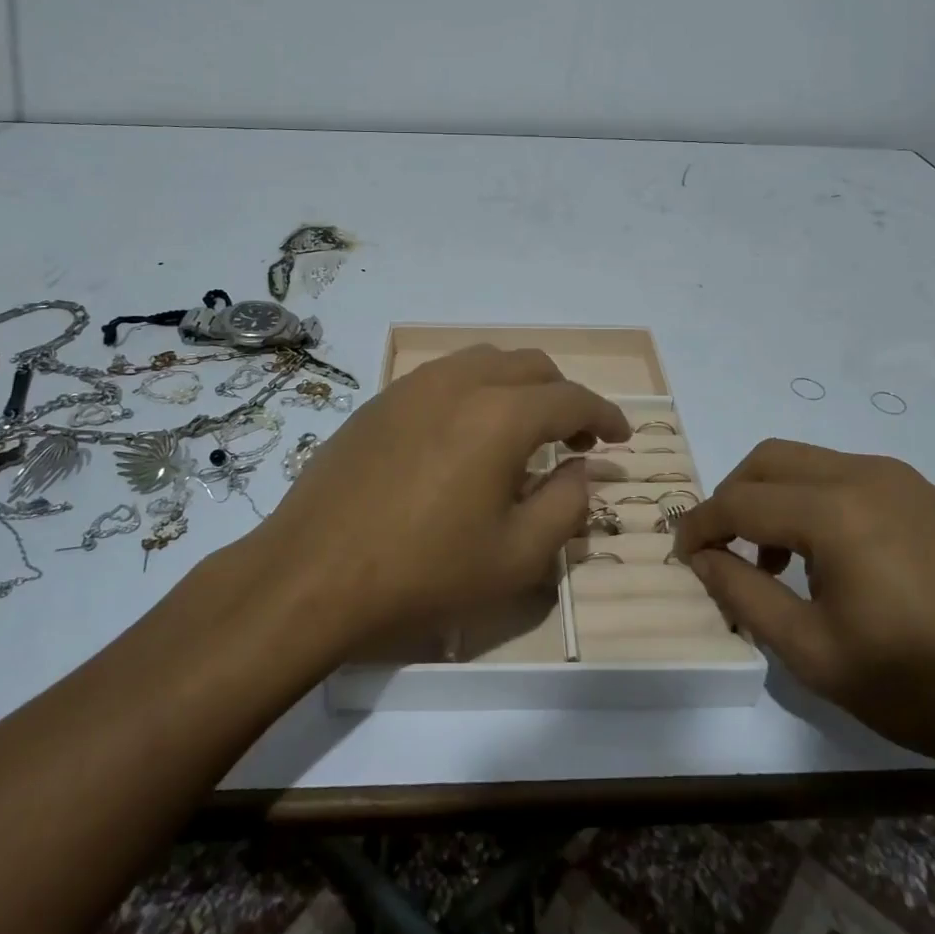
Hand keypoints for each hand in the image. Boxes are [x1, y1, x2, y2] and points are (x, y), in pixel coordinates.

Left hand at [250, 346, 628, 651]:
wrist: (314, 572)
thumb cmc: (424, 571)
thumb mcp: (516, 556)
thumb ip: (566, 505)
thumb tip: (581, 471)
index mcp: (502, 414)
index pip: (572, 398)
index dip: (604, 415)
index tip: (620, 437)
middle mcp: (461, 382)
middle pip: (532, 366)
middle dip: (564, 395)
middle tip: (574, 438)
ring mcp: (415, 385)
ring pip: (486, 361)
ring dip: (518, 386)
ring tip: (523, 430)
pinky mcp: (382, 399)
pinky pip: (445, 376)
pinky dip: (476, 390)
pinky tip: (466, 434)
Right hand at [674, 440, 934, 776]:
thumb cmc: (923, 684)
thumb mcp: (816, 654)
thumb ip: (745, 597)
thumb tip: (702, 558)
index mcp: (833, 511)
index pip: (739, 501)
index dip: (700, 525)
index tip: (681, 554)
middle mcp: (861, 474)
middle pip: (767, 460)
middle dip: (731, 496)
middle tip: (722, 549)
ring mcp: (898, 479)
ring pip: (804, 462)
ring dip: (771, 496)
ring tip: (775, 562)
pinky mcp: (923, 494)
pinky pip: (842, 476)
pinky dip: (810, 500)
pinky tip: (827, 557)